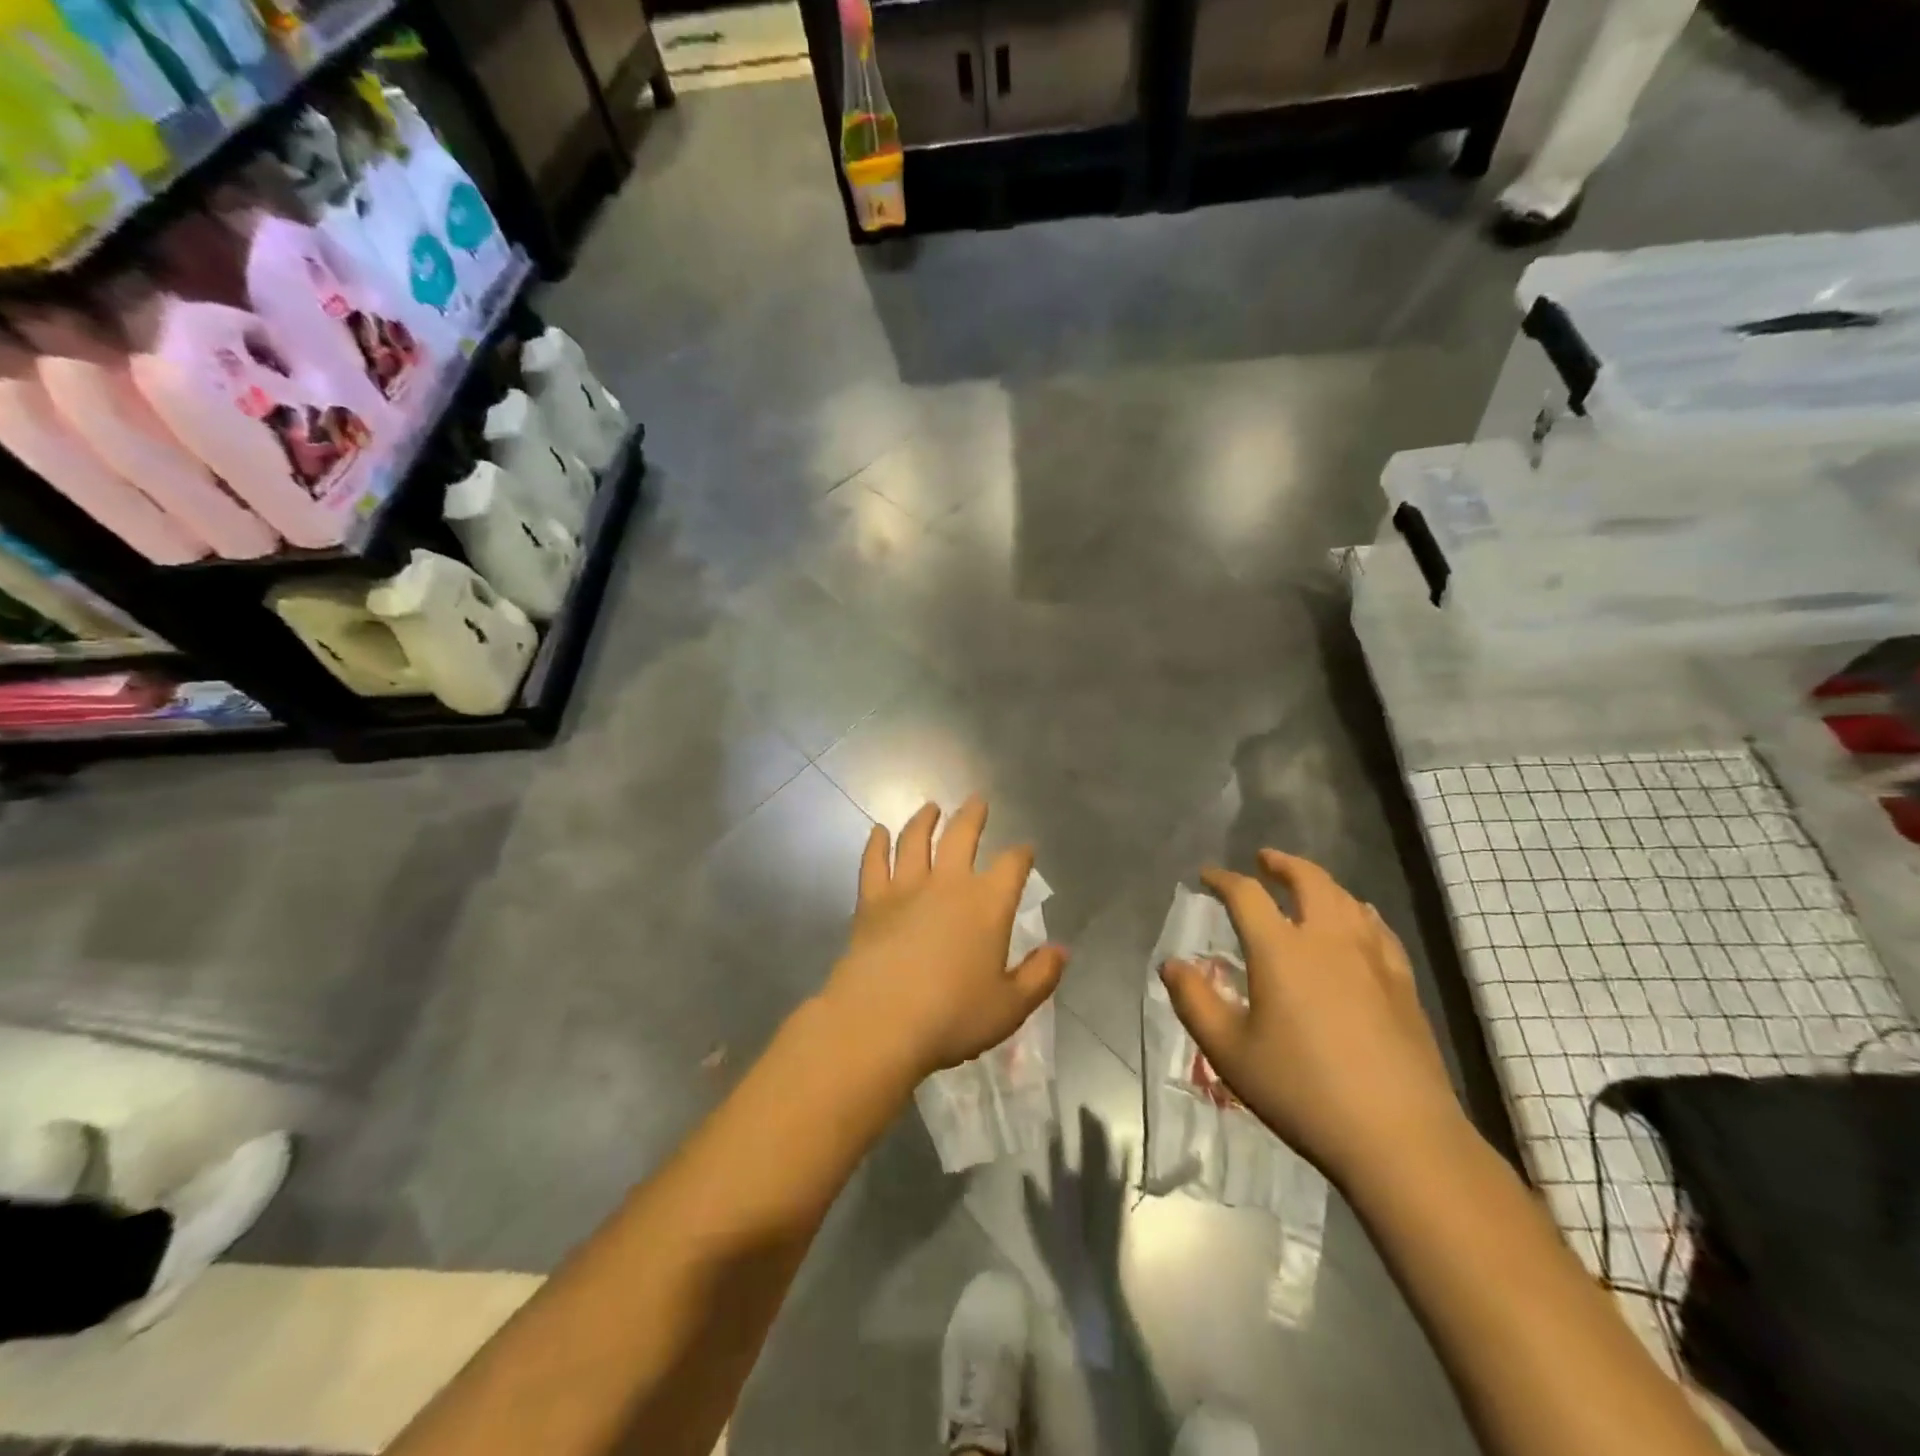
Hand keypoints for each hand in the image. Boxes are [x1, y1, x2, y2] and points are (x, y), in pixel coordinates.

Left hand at [823, 796, 1067, 1081]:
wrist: (880, 1021)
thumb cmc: (952, 1017)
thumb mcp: (1010, 1006)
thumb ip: (1040, 976)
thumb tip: (1062, 950)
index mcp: (987, 904)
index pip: (1011, 866)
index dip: (1021, 854)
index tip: (1026, 849)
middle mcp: (948, 884)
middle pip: (962, 837)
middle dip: (972, 816)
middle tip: (977, 801)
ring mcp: (905, 888)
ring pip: (915, 840)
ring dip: (924, 820)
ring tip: (930, 808)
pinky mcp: (871, 902)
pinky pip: (874, 863)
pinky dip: (876, 844)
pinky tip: (878, 831)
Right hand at [1159, 851, 1463, 1187]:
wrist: (1399, 1136)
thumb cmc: (1302, 1090)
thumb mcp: (1229, 1052)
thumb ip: (1194, 1001)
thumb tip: (1171, 965)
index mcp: (1280, 949)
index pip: (1245, 895)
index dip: (1222, 880)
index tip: (1207, 877)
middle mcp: (1327, 938)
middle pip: (1308, 880)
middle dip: (1282, 864)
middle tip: (1264, 859)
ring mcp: (1372, 957)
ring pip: (1346, 898)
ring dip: (1320, 882)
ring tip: (1306, 885)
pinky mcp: (1402, 982)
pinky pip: (1377, 928)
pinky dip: (1358, 911)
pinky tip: (1358, 923)